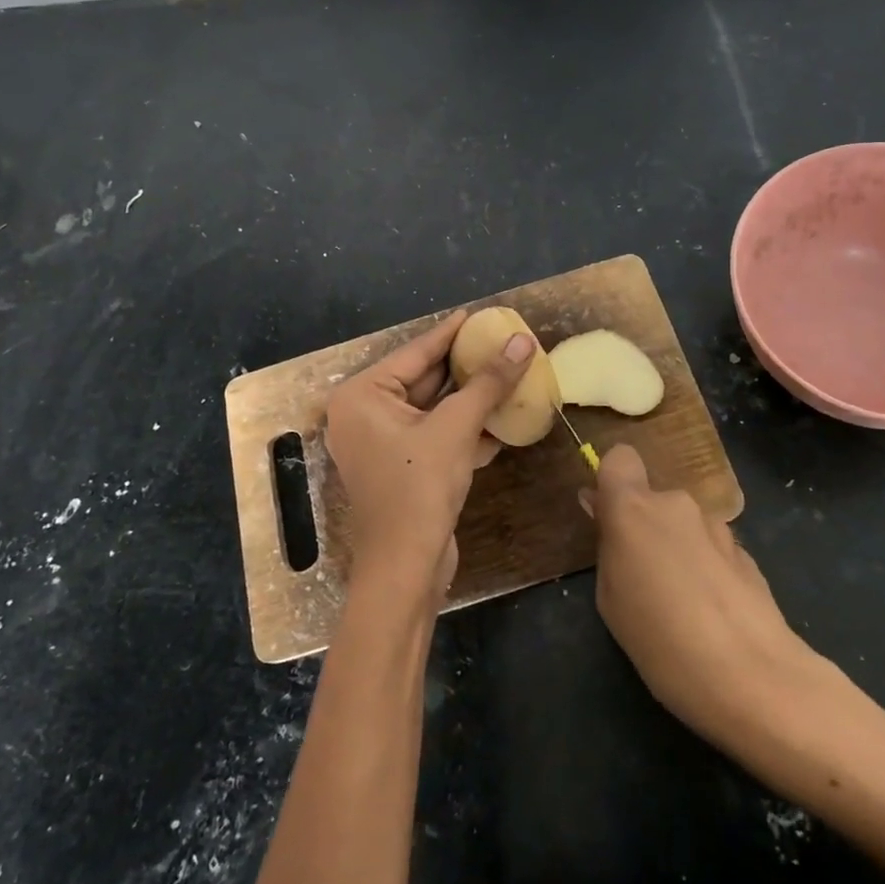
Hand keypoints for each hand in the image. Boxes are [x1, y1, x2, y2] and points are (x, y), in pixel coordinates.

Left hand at [324, 311, 536, 605]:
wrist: (406, 568)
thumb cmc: (419, 488)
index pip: (415, 353)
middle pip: (423, 379)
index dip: (450, 333)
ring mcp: (381, 443)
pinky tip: (500, 417)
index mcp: (362, 396)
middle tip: (499, 342)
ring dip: (469, 398)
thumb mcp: (456, 427)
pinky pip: (434, 434)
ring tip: (507, 372)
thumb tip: (522, 341)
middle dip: (464, 366)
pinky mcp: (401, 467)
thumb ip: (488, 382)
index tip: (479, 315)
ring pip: (433, 409)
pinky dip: (464, 427)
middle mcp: (364, 414)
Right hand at [587, 445, 827, 745]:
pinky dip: (707, 569)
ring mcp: (718, 526)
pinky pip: (712, 549)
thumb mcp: (611, 598)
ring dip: (678, 549)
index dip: (613, 481)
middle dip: (647, 527)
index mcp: (634, 508)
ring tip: (682, 604)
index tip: (609, 516)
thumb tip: (604, 512)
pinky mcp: (747, 553)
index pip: (620, 457)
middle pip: (654, 499)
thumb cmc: (660, 639)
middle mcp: (677, 504)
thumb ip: (608, 546)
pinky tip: (712, 613)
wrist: (753, 677)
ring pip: (685, 525)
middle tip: (642, 578)